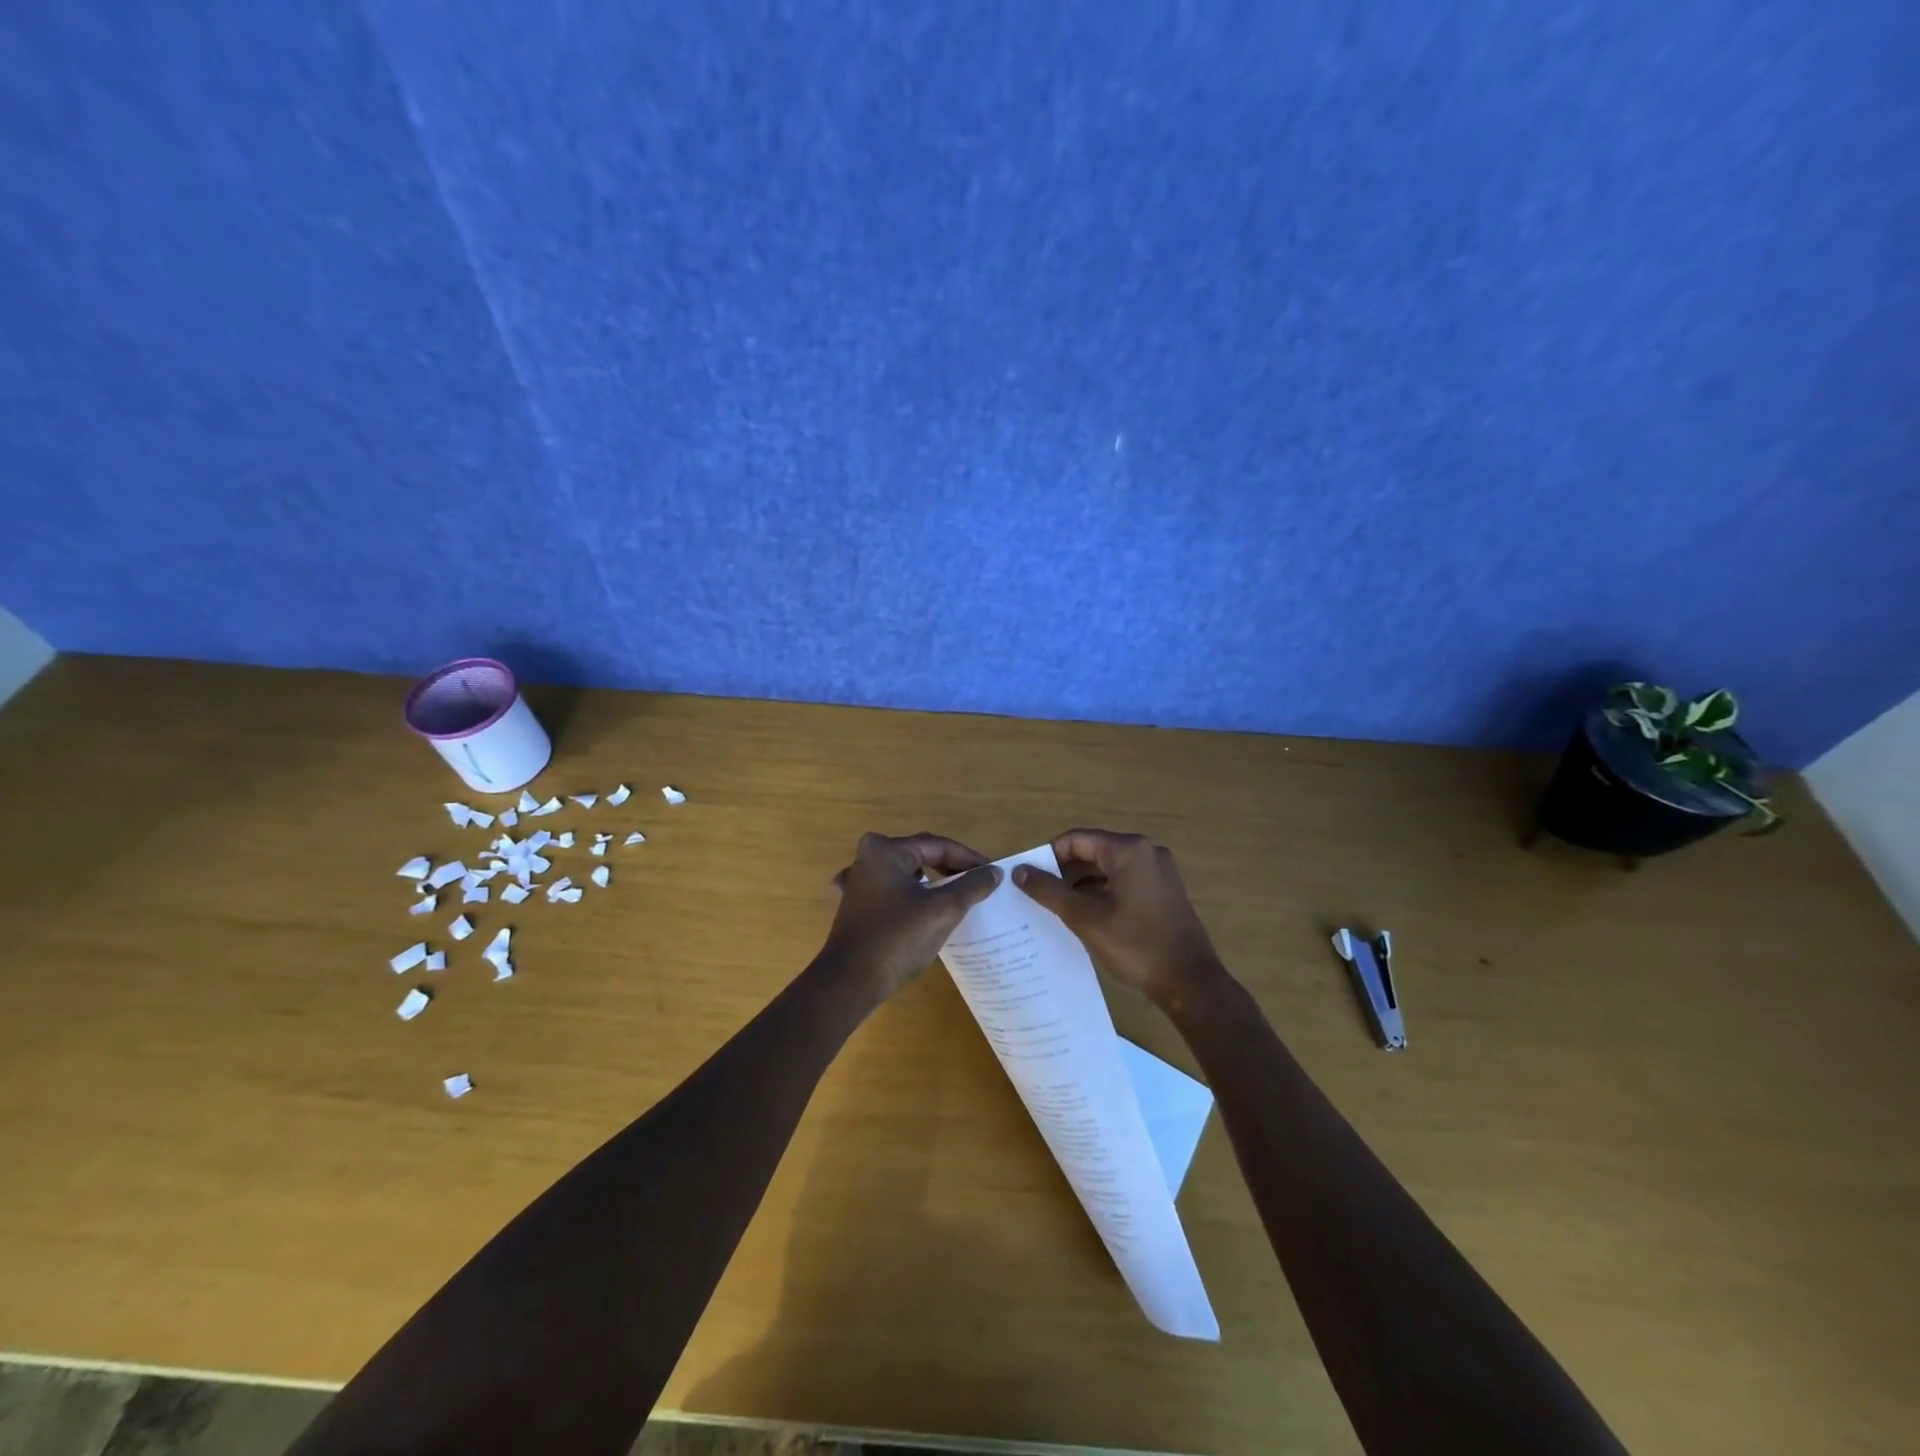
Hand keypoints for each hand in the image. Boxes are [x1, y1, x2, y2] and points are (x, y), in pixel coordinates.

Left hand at [821, 833, 1001, 999]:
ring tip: (958, 894)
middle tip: (979, 883)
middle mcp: (868, 858)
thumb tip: (994, 872)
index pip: (939, 846)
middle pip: (920, 855)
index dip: (969, 859)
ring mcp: (857, 882)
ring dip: (933, 882)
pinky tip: (922, 906)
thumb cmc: (897, 938)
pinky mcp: (855, 906)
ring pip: (906, 874)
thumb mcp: (943, 910)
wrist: (850, 982)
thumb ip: (971, 886)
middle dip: (951, 868)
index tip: (993, 873)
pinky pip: (892, 892)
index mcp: (886, 850)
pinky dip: (911, 896)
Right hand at [1012, 829, 1224, 1007]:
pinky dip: (1102, 893)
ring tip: (1056, 908)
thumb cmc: (1135, 945)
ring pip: (1107, 868)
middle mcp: (1146, 851)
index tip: (1028, 879)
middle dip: (1064, 872)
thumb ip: (1049, 891)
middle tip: (1038, 896)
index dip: (1048, 856)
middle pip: (1092, 851)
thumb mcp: (1085, 918)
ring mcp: (1158, 871)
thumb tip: (1019, 871)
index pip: (1076, 839)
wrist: (1190, 983)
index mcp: (1128, 850)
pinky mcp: (1163, 891)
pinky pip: (1123, 881)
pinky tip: (1085, 916)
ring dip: (1081, 884)